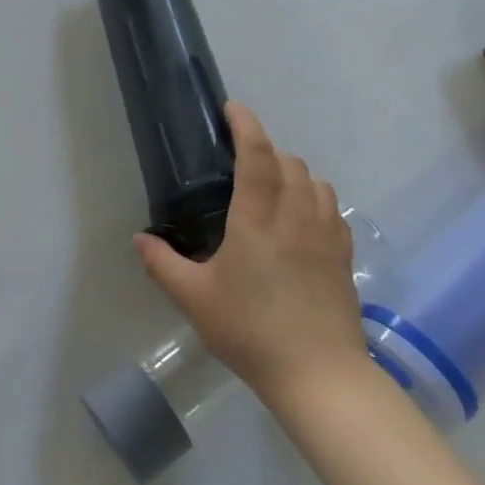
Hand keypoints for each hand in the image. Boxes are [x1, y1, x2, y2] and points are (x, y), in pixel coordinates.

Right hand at [134, 103, 363, 405]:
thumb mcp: (194, 299)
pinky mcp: (343, 256)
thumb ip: (162, 263)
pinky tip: (302, 218)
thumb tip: (140, 238)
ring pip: (315, 181)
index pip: (256, 156)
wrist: (319, 375)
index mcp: (257, 220)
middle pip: (288, 162)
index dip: (245, 125)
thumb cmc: (250, 331)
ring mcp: (326, 235)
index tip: (232, 109)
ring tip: (272, 187)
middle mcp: (295, 217)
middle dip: (266, 149)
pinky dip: (315, 198)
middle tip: (242, 161)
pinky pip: (332, 208)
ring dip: (293, 172)